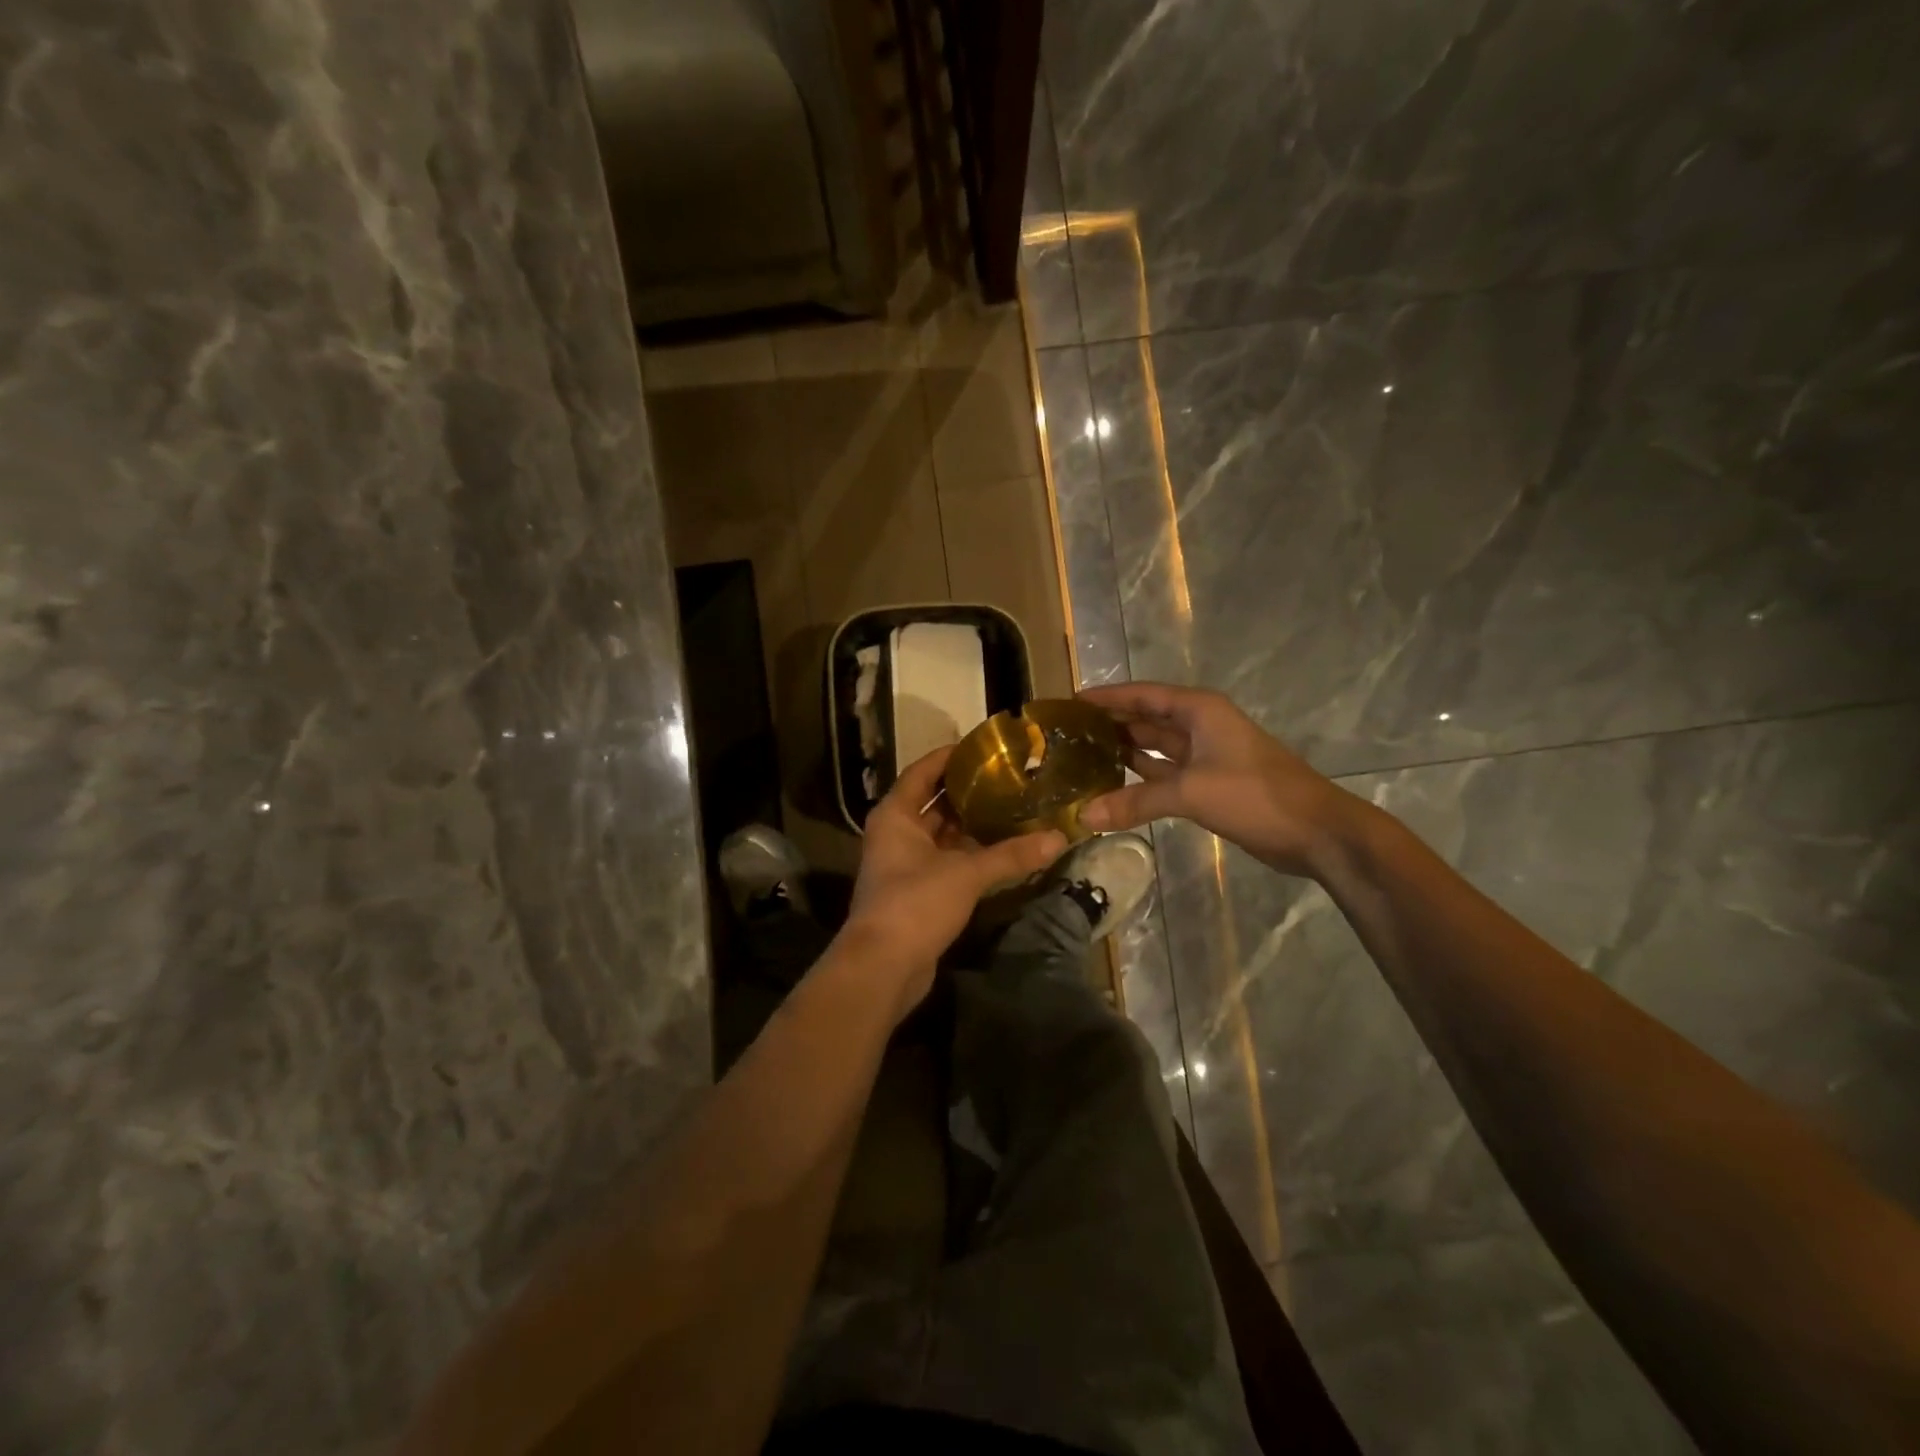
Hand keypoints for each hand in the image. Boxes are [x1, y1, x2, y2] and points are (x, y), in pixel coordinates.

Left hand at [844, 746, 1066, 1015]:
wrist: (883, 966)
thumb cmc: (915, 903)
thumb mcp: (966, 873)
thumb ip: (1011, 855)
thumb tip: (1059, 838)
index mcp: (896, 815)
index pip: (923, 771)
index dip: (951, 756)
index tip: (985, 747)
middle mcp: (896, 833)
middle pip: (934, 802)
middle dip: (968, 791)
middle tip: (1009, 778)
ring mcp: (904, 864)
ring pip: (942, 834)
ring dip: (971, 825)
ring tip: (1013, 808)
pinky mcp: (917, 892)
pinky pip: (946, 861)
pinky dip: (970, 854)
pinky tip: (1002, 850)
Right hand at [1078, 682, 1361, 878]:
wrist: (1315, 832)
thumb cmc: (1255, 795)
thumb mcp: (1191, 793)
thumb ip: (1135, 802)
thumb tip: (1084, 816)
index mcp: (1199, 711)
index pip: (1142, 694)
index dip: (1107, 697)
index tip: (1070, 701)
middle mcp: (1200, 726)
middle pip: (1146, 718)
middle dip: (1110, 724)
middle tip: (1067, 734)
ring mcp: (1205, 756)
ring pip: (1155, 748)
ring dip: (1123, 752)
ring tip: (1080, 758)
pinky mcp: (1209, 784)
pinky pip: (1164, 775)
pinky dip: (1140, 779)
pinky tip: (1112, 786)